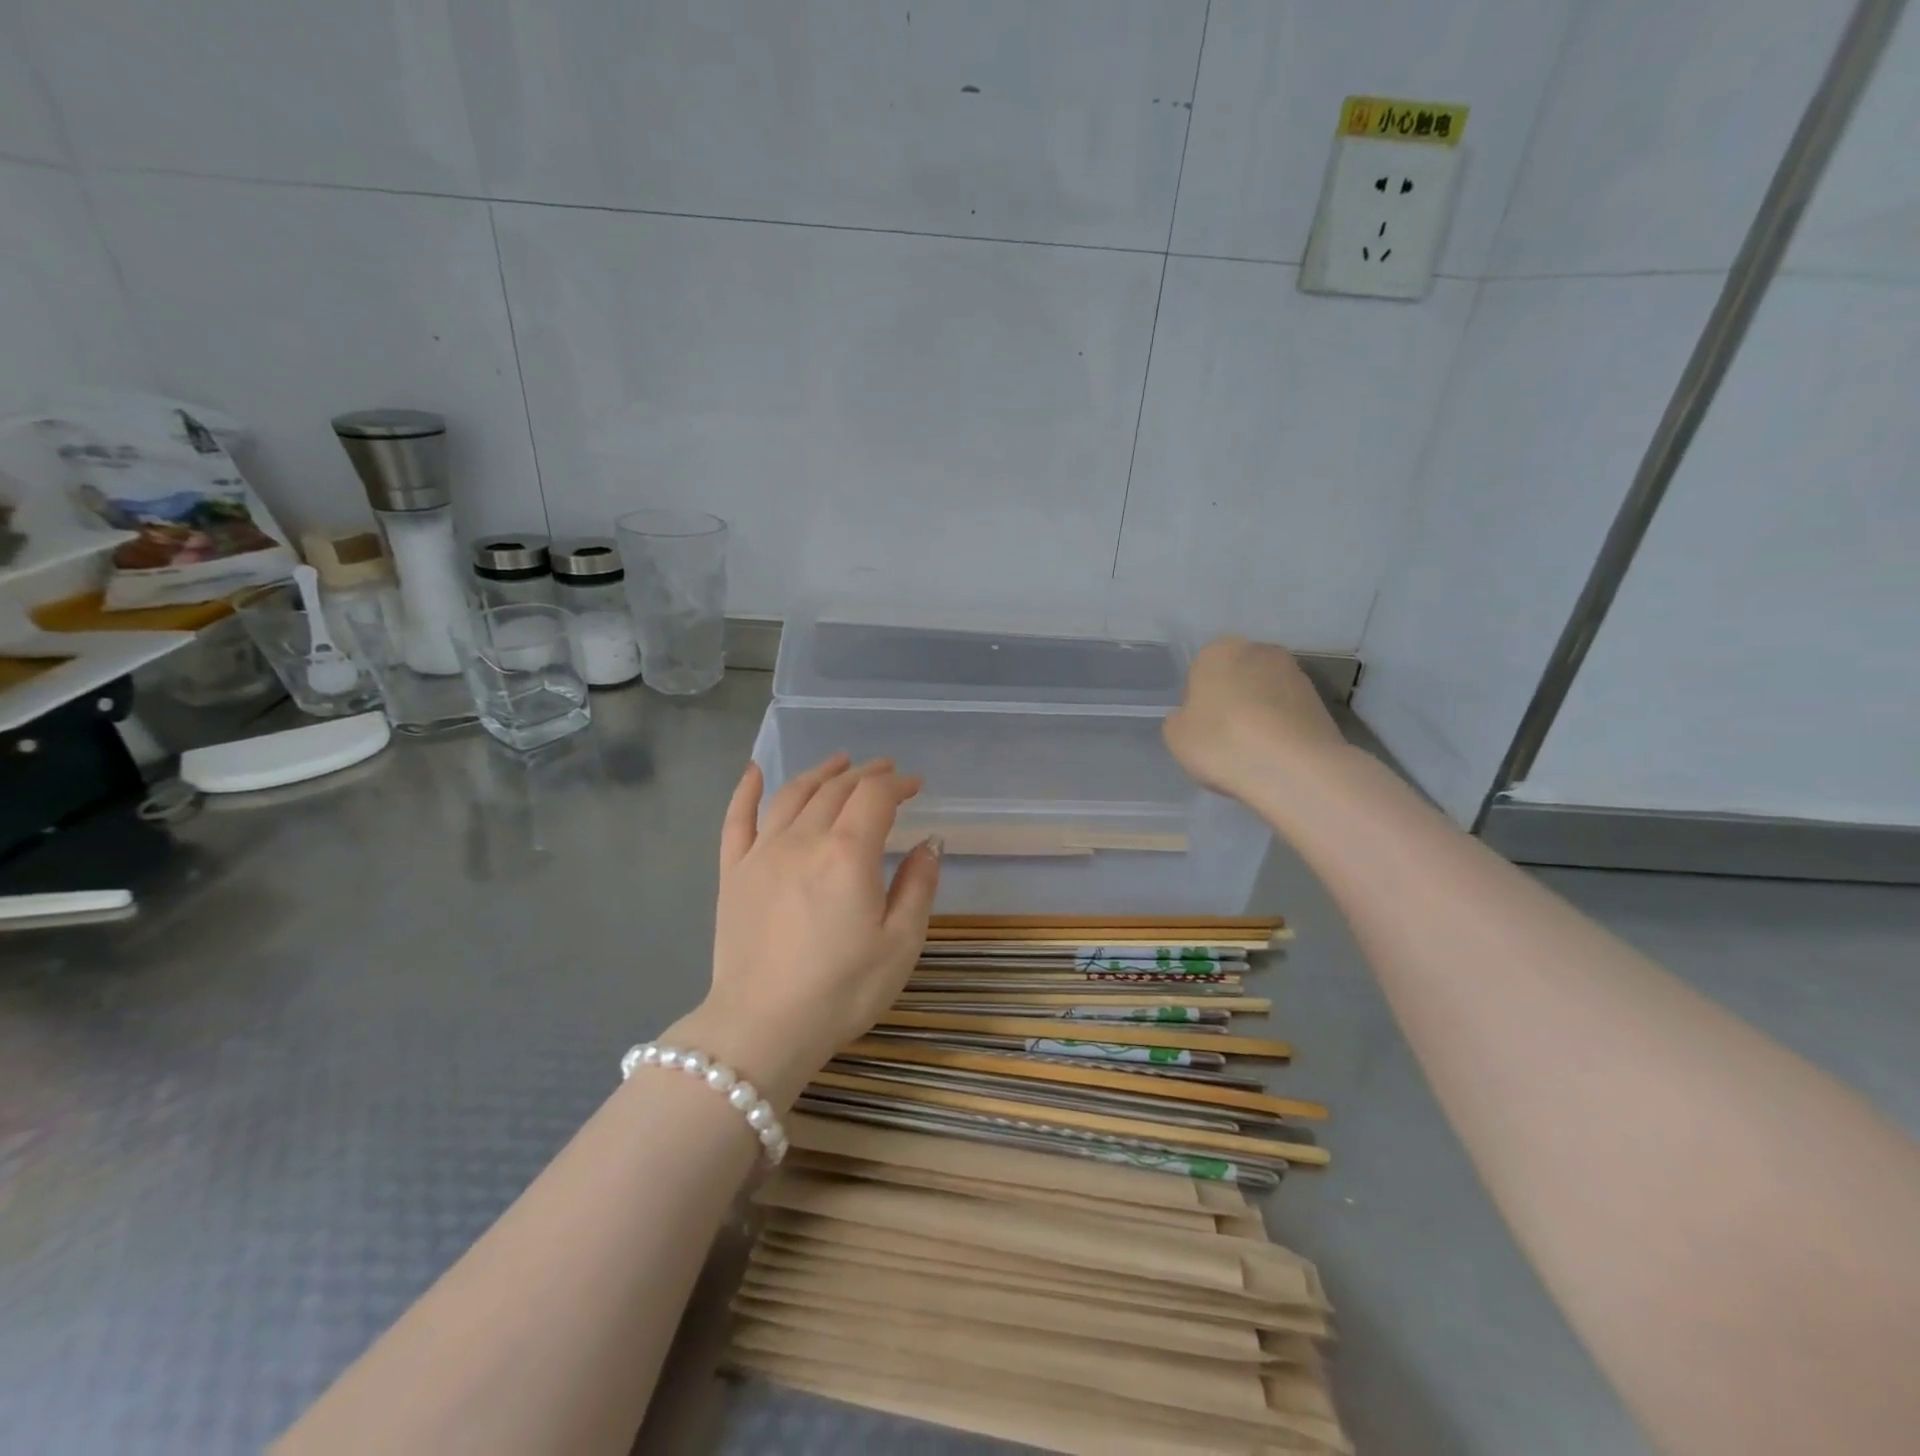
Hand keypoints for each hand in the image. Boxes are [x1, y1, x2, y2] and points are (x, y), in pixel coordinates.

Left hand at [670, 754, 941, 1108]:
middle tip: (884, 771)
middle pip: (836, 789)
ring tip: (839, 762)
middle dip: (865, 774)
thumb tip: (930, 842)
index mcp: (848, 853)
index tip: (915, 786)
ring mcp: (762, 852)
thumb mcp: (901, 944)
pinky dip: (746, 790)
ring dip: (820, 772)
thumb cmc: (842, 990)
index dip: (898, 784)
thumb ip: (918, 885)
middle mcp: (804, 839)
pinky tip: (754, 772)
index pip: (875, 796)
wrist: (763, 1027)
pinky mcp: (733, 872)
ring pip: (793, 794)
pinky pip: (737, 819)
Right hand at [1163, 637, 1347, 799]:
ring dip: (1259, 714)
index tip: (1200, 728)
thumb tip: (1195, 716)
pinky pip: (1288, 713)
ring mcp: (1296, 674)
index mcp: (1218, 651)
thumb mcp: (1176, 735)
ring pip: (1265, 694)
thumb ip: (1181, 718)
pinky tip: (1275, 755)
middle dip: (1232, 701)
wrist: (1293, 768)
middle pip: (1237, 677)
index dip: (1198, 702)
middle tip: (1225, 737)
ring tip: (1253, 750)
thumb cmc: (1222, 742)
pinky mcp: (1321, 701)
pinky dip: (1281, 728)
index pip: (1200, 672)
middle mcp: (1260, 651)